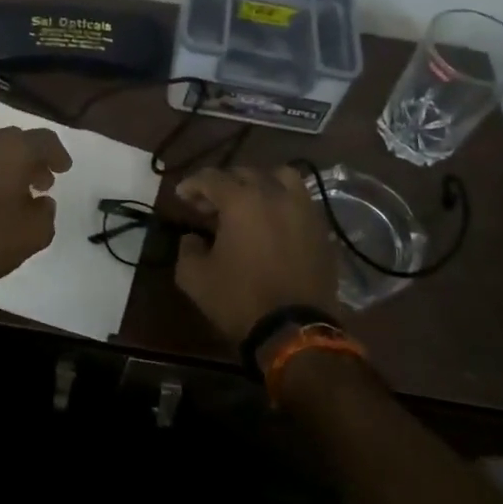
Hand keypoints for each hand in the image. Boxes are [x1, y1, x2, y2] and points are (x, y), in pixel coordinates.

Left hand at [0, 126, 72, 290]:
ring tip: (21, 191)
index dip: (58, 153)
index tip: (64, 169)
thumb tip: (42, 202)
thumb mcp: (35, 234)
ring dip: (12, 165)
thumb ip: (46, 213)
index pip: (44, 140)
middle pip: (17, 140)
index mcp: (15, 150)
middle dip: (33, 158)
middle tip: (44, 180)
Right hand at [174, 166, 338, 348]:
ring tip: (248, 202)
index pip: (211, 178)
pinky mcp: (321, 228)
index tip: (181, 196)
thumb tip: (193, 237)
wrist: (294, 330)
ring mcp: (303, 209)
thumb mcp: (195, 278)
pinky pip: (300, 200)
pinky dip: (283, 201)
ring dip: (260, 183)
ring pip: (280, 177)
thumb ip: (186, 249)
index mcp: (241, 200)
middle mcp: (274, 194)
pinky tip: (273, 222)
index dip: (192, 184)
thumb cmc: (239, 300)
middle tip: (208, 205)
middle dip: (222, 184)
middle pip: (244, 173)